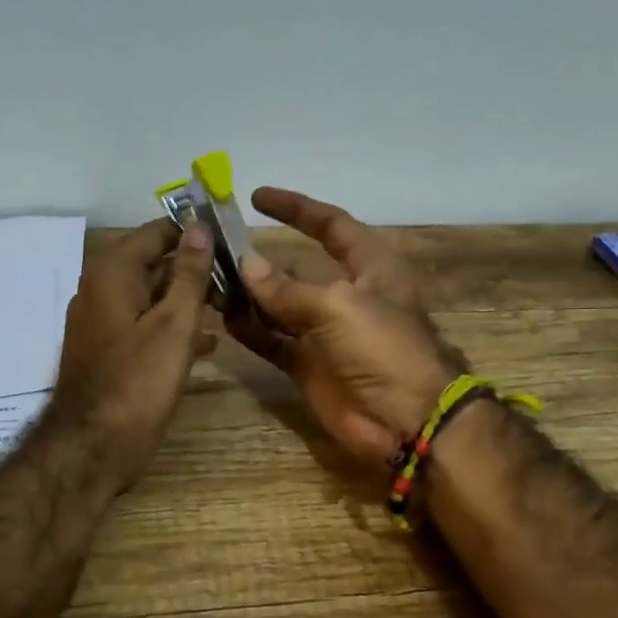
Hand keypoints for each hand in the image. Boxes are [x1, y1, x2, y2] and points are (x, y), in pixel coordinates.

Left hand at [51, 218, 215, 489]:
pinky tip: (208, 342)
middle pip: (155, 263)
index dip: (195, 232)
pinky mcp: (111, 353)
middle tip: (239, 278)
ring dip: (189, 300)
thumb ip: (189, 274)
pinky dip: (174, 328)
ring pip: (153, 298)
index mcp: (113, 273)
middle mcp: (102, 290)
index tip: (233, 238)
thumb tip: (200, 227)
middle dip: (196, 268)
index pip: (157, 232)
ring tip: (232, 306)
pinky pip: (146, 327)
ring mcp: (104, 323)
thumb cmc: (138, 381)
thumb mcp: (174, 324)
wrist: (94, 447)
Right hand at [227, 187, 464, 464]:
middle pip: (297, 266)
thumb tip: (245, 264)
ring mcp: (325, 333)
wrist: (406, 420)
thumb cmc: (383, 348)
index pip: (331, 226)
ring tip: (211, 280)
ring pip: (279, 305)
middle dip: (260, 257)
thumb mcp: (337, 307)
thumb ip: (287, 288)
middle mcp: (346, 295)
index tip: (257, 196)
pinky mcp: (309, 365)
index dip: (297, 208)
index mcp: (370, 267)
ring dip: (249, 294)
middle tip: (218, 246)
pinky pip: (273, 341)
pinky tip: (224, 316)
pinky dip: (251, 330)